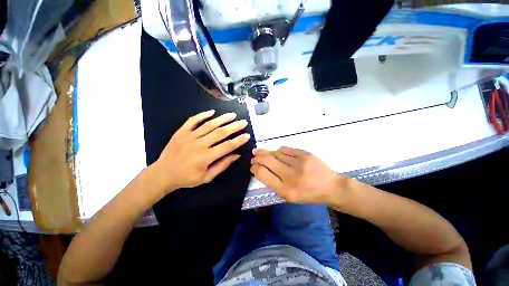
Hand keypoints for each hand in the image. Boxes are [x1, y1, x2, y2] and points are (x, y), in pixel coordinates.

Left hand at [152, 110, 250, 192]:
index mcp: (205, 157)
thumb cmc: (187, 178)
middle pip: (220, 133)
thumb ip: (222, 165)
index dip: (238, 141)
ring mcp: (188, 136)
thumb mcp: (207, 177)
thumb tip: (237, 155)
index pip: (227, 146)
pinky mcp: (181, 132)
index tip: (247, 135)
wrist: (163, 174)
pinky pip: (192, 120)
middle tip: (243, 122)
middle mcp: (198, 145)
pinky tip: (212, 112)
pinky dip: (202, 115)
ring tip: (232, 115)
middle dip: (234, 127)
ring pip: (209, 125)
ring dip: (222, 119)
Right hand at [250, 147, 343, 204]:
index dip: (254, 168)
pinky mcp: (304, 154)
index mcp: (285, 190)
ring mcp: (299, 163)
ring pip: (275, 153)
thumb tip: (260, 169)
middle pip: (267, 160)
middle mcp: (291, 176)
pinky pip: (285, 149)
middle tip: (254, 155)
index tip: (252, 166)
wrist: (330, 187)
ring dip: (267, 152)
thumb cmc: (307, 194)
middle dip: (257, 157)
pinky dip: (279, 151)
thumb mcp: (288, 196)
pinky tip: (278, 153)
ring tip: (263, 152)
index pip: (262, 174)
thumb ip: (273, 183)